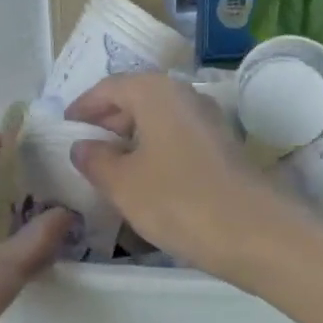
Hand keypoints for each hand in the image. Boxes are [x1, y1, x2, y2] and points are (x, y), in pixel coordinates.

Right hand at [67, 74, 304, 278]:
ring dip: (132, 139)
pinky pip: (177, 139)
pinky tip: (146, 182)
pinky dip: (155, 152)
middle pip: (135, 99)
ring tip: (110, 170)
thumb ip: (95, 160)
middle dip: (107, 122)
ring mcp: (209, 121)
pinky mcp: (224, 148)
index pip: (109, 87)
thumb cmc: (178, 200)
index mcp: (155, 92)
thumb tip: (82, 146)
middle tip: (84, 151)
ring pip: (158, 121)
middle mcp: (184, 95)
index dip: (83, 107)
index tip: (64, 128)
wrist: (257, 234)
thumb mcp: (123, 183)